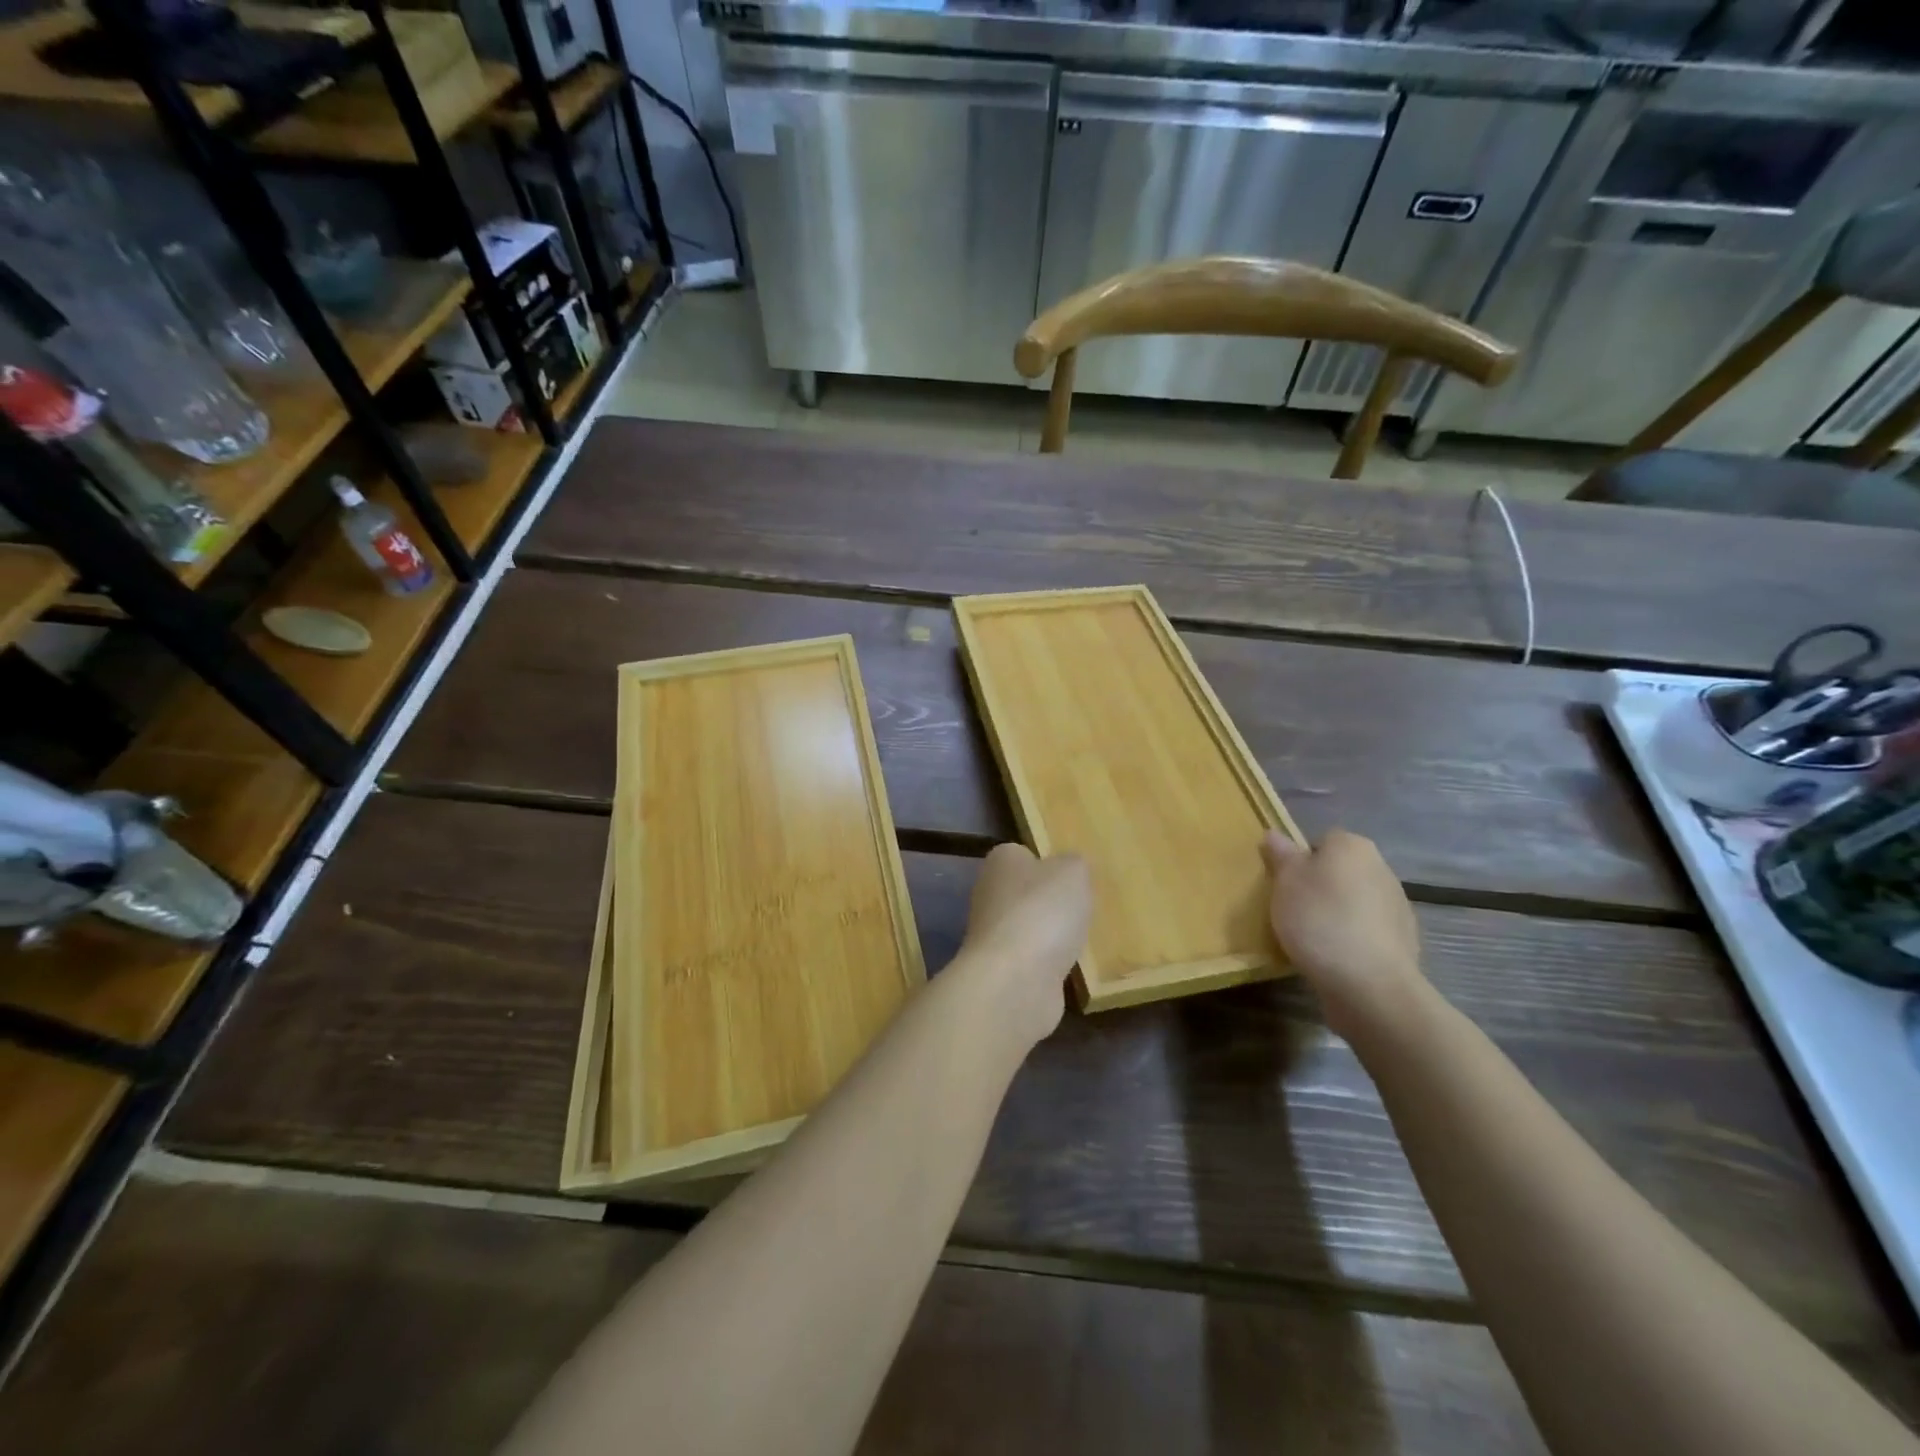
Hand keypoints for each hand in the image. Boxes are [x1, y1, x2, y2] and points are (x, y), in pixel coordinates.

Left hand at [956, 844, 1091, 1047]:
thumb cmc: (1043, 911)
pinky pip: (1032, 960)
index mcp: (1001, 861)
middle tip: (1085, 909)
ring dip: (1051, 936)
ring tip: (1082, 940)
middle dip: (1052, 903)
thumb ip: (1074, 864)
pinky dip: (1049, 965)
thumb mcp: (1073, 872)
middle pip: (1026, 893)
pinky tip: (1069, 968)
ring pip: (1029, 928)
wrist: (1016, 981)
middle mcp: (989, 894)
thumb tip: (1068, 868)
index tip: (1074, 878)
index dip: (1049, 863)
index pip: (1024, 854)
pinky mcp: (1002, 971)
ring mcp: (992, 936)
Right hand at [1261, 828, 1427, 1045]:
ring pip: (1356, 901)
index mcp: (1353, 846)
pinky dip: (1354, 938)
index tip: (1285, 884)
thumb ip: (1281, 855)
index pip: (1322, 840)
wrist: (1370, 984)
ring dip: (1339, 913)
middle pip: (1341, 871)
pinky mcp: (1404, 941)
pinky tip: (1337, 957)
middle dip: (1321, 886)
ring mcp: (1398, 906)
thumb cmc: (1320, 920)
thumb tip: (1275, 834)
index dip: (1301, 860)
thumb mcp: (1285, 882)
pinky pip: (1369, 930)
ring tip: (1314, 939)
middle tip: (1294, 910)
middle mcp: (1381, 868)